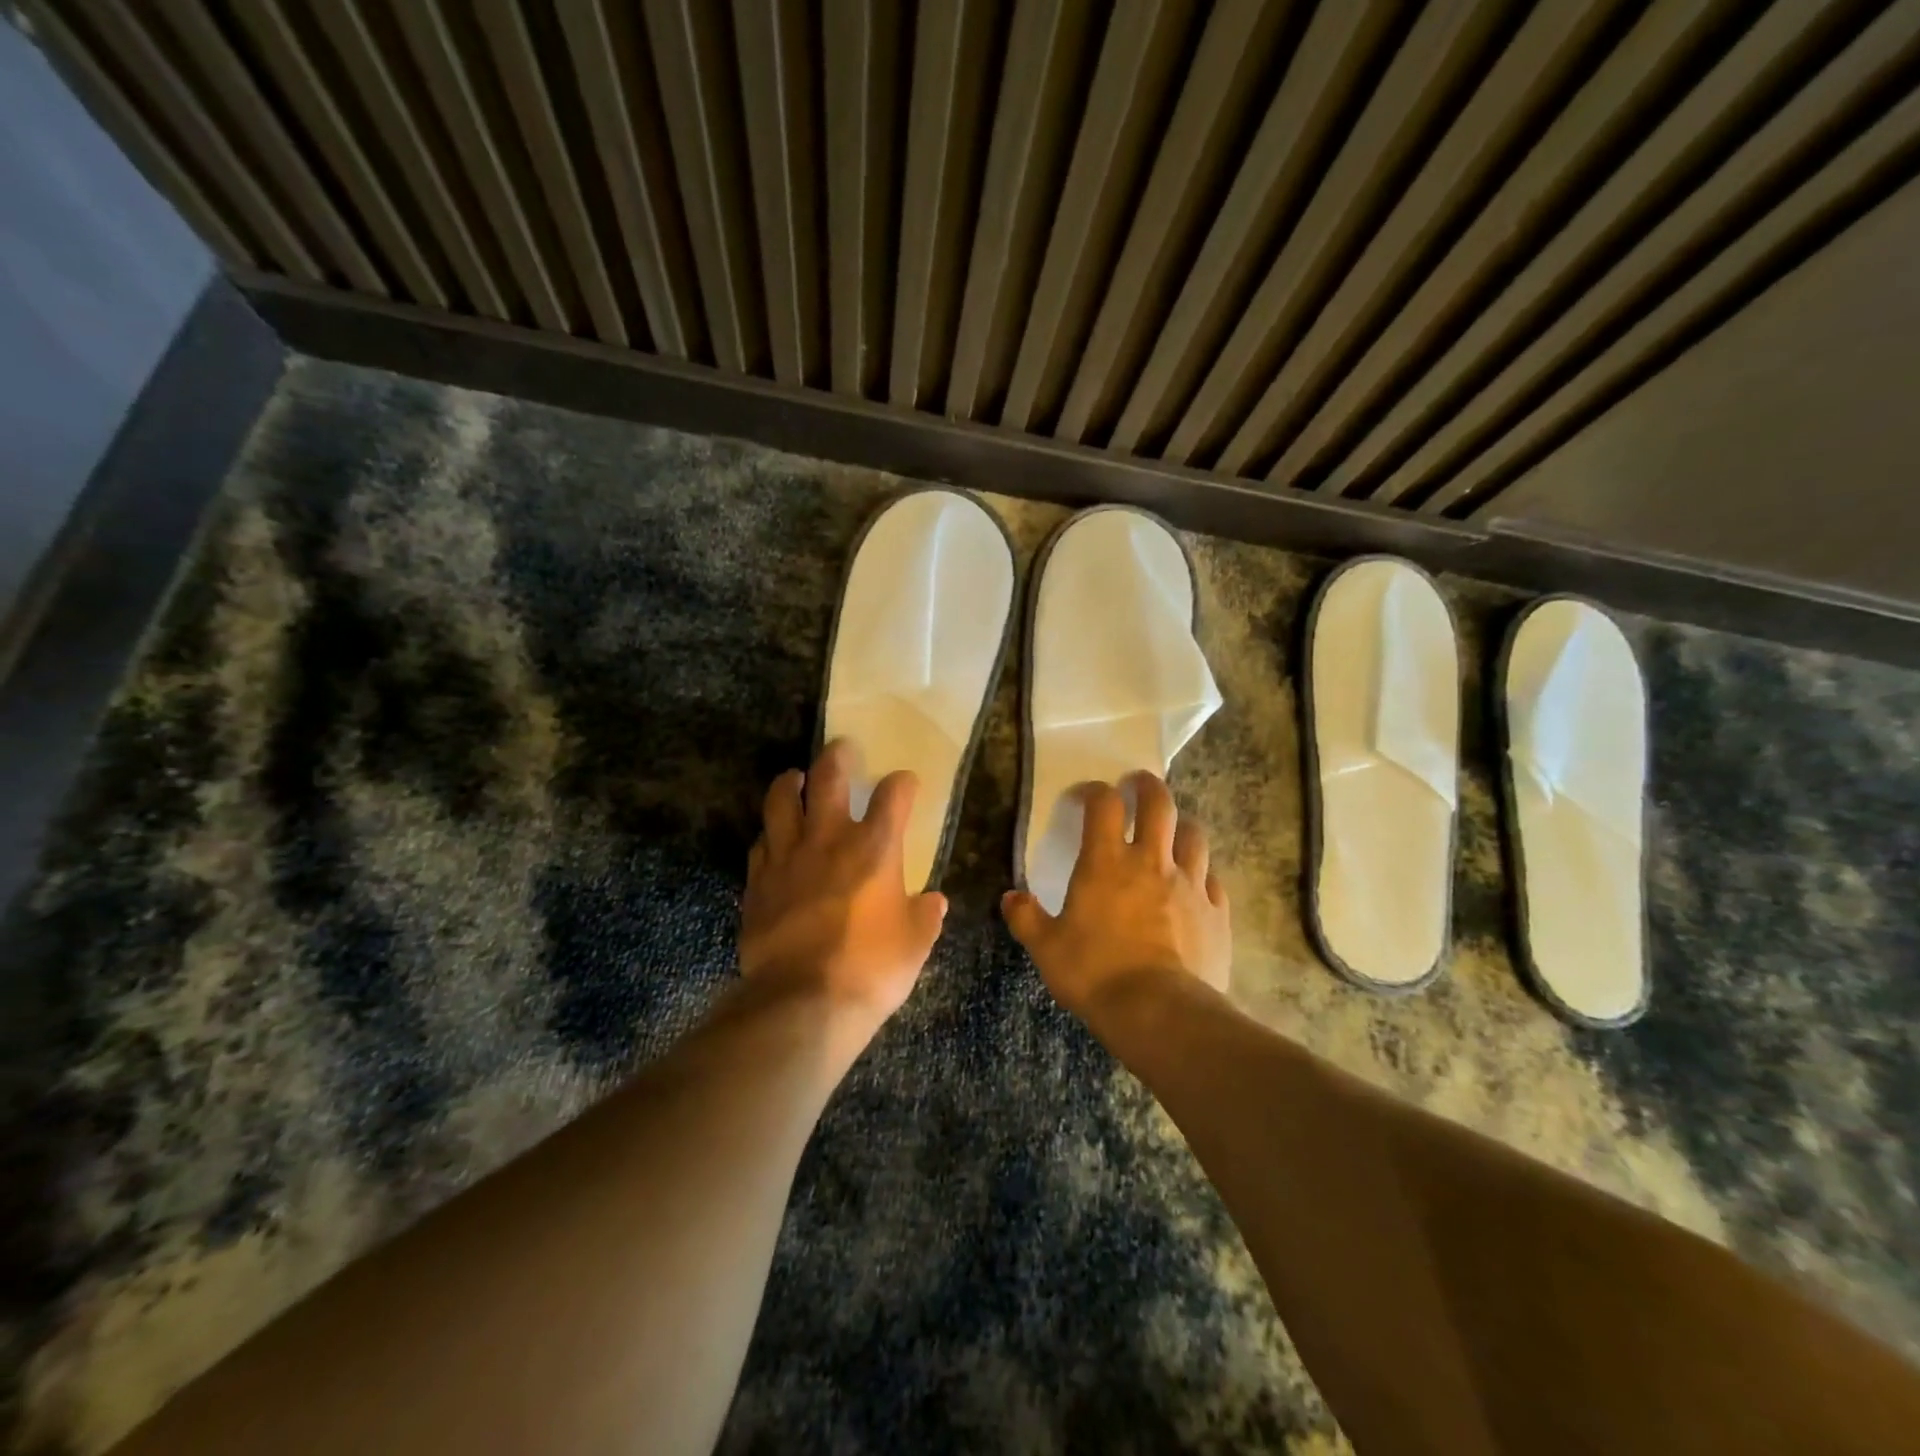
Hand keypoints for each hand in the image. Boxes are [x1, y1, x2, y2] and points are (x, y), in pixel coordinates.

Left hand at [739, 740, 948, 1032]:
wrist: (803, 1001)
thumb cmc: (871, 970)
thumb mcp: (914, 945)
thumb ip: (925, 916)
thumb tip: (933, 901)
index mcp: (875, 849)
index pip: (893, 796)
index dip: (902, 784)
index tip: (905, 783)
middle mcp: (830, 839)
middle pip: (829, 777)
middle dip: (838, 756)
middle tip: (843, 749)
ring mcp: (788, 857)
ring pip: (782, 800)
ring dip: (792, 782)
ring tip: (797, 777)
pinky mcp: (758, 881)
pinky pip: (761, 843)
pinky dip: (770, 833)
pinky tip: (774, 837)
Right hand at [1003, 772, 1230, 1015]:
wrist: (1159, 1012)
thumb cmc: (1095, 973)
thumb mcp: (1047, 948)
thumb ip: (1027, 918)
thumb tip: (1011, 898)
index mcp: (1106, 862)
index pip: (1103, 805)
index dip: (1094, 791)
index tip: (1085, 796)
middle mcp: (1151, 862)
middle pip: (1159, 804)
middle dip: (1148, 787)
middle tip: (1138, 784)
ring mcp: (1190, 885)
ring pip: (1194, 836)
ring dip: (1181, 826)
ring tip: (1172, 831)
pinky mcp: (1216, 913)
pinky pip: (1212, 880)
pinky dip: (1201, 874)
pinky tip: (1195, 885)